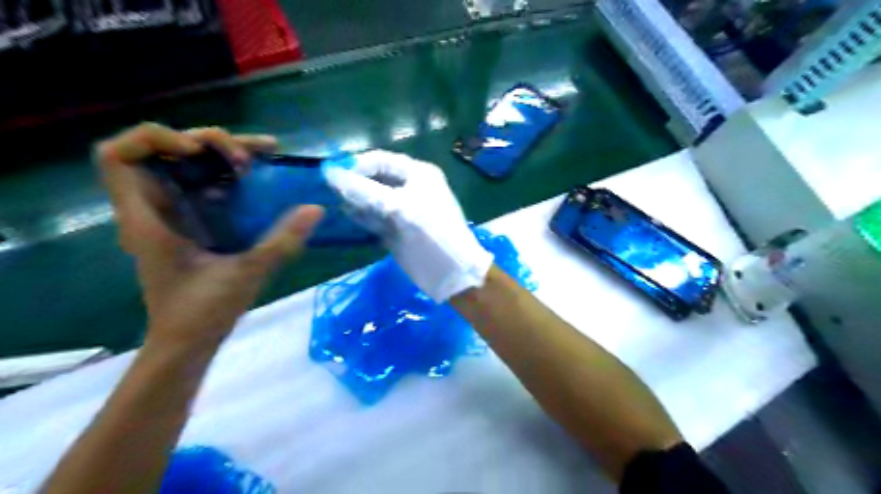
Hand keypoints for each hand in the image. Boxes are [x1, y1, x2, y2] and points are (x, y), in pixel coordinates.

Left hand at [97, 122, 322, 348]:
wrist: (187, 343)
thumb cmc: (202, 313)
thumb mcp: (246, 274)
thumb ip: (281, 241)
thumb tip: (316, 209)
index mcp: (148, 219)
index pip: (117, 157)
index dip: (153, 140)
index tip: (197, 152)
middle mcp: (153, 210)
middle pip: (161, 152)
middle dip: (206, 143)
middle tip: (252, 157)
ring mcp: (171, 216)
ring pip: (185, 166)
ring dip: (221, 154)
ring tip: (263, 156)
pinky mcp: (189, 224)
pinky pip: (201, 185)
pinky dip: (226, 175)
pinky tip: (255, 179)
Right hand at [322, 151, 493, 300]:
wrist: (451, 272)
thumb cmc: (431, 232)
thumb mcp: (398, 207)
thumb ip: (364, 190)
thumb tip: (330, 173)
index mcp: (418, 174)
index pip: (381, 160)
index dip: (356, 165)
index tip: (331, 175)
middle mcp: (410, 188)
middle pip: (375, 179)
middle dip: (354, 183)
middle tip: (328, 189)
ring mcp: (403, 210)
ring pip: (373, 199)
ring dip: (355, 200)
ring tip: (332, 202)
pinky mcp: (396, 230)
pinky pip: (375, 218)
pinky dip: (362, 217)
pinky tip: (347, 216)